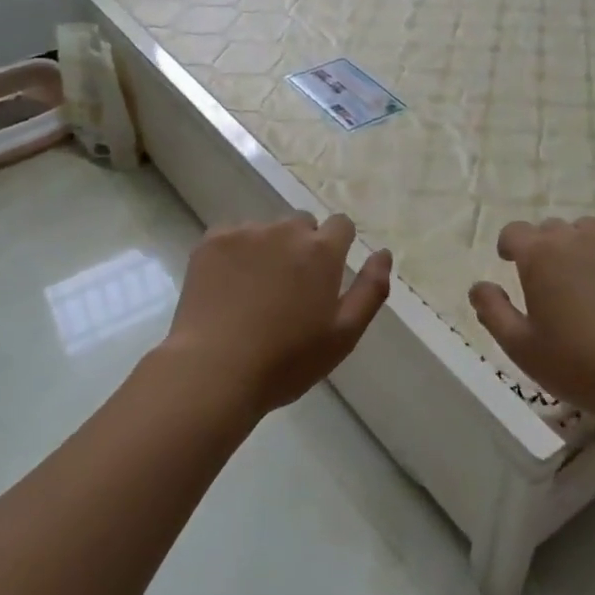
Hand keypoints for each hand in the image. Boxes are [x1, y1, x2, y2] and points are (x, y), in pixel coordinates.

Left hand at [161, 214, 391, 419]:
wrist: (214, 370)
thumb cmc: (287, 360)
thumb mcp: (344, 335)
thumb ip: (370, 290)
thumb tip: (383, 253)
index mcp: (321, 251)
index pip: (341, 224)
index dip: (338, 246)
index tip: (326, 274)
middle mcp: (285, 230)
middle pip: (302, 224)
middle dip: (302, 247)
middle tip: (289, 289)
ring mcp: (245, 233)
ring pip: (265, 230)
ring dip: (267, 250)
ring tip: (254, 292)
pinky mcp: (211, 241)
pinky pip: (232, 236)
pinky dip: (234, 254)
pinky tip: (227, 287)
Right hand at [469, 217, 594, 423]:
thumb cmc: (578, 364)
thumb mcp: (520, 346)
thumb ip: (492, 311)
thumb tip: (479, 286)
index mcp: (540, 256)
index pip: (515, 231)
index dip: (509, 245)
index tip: (509, 262)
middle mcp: (577, 240)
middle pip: (551, 228)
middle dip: (542, 246)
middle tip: (545, 280)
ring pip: (587, 231)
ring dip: (576, 246)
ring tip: (580, 278)